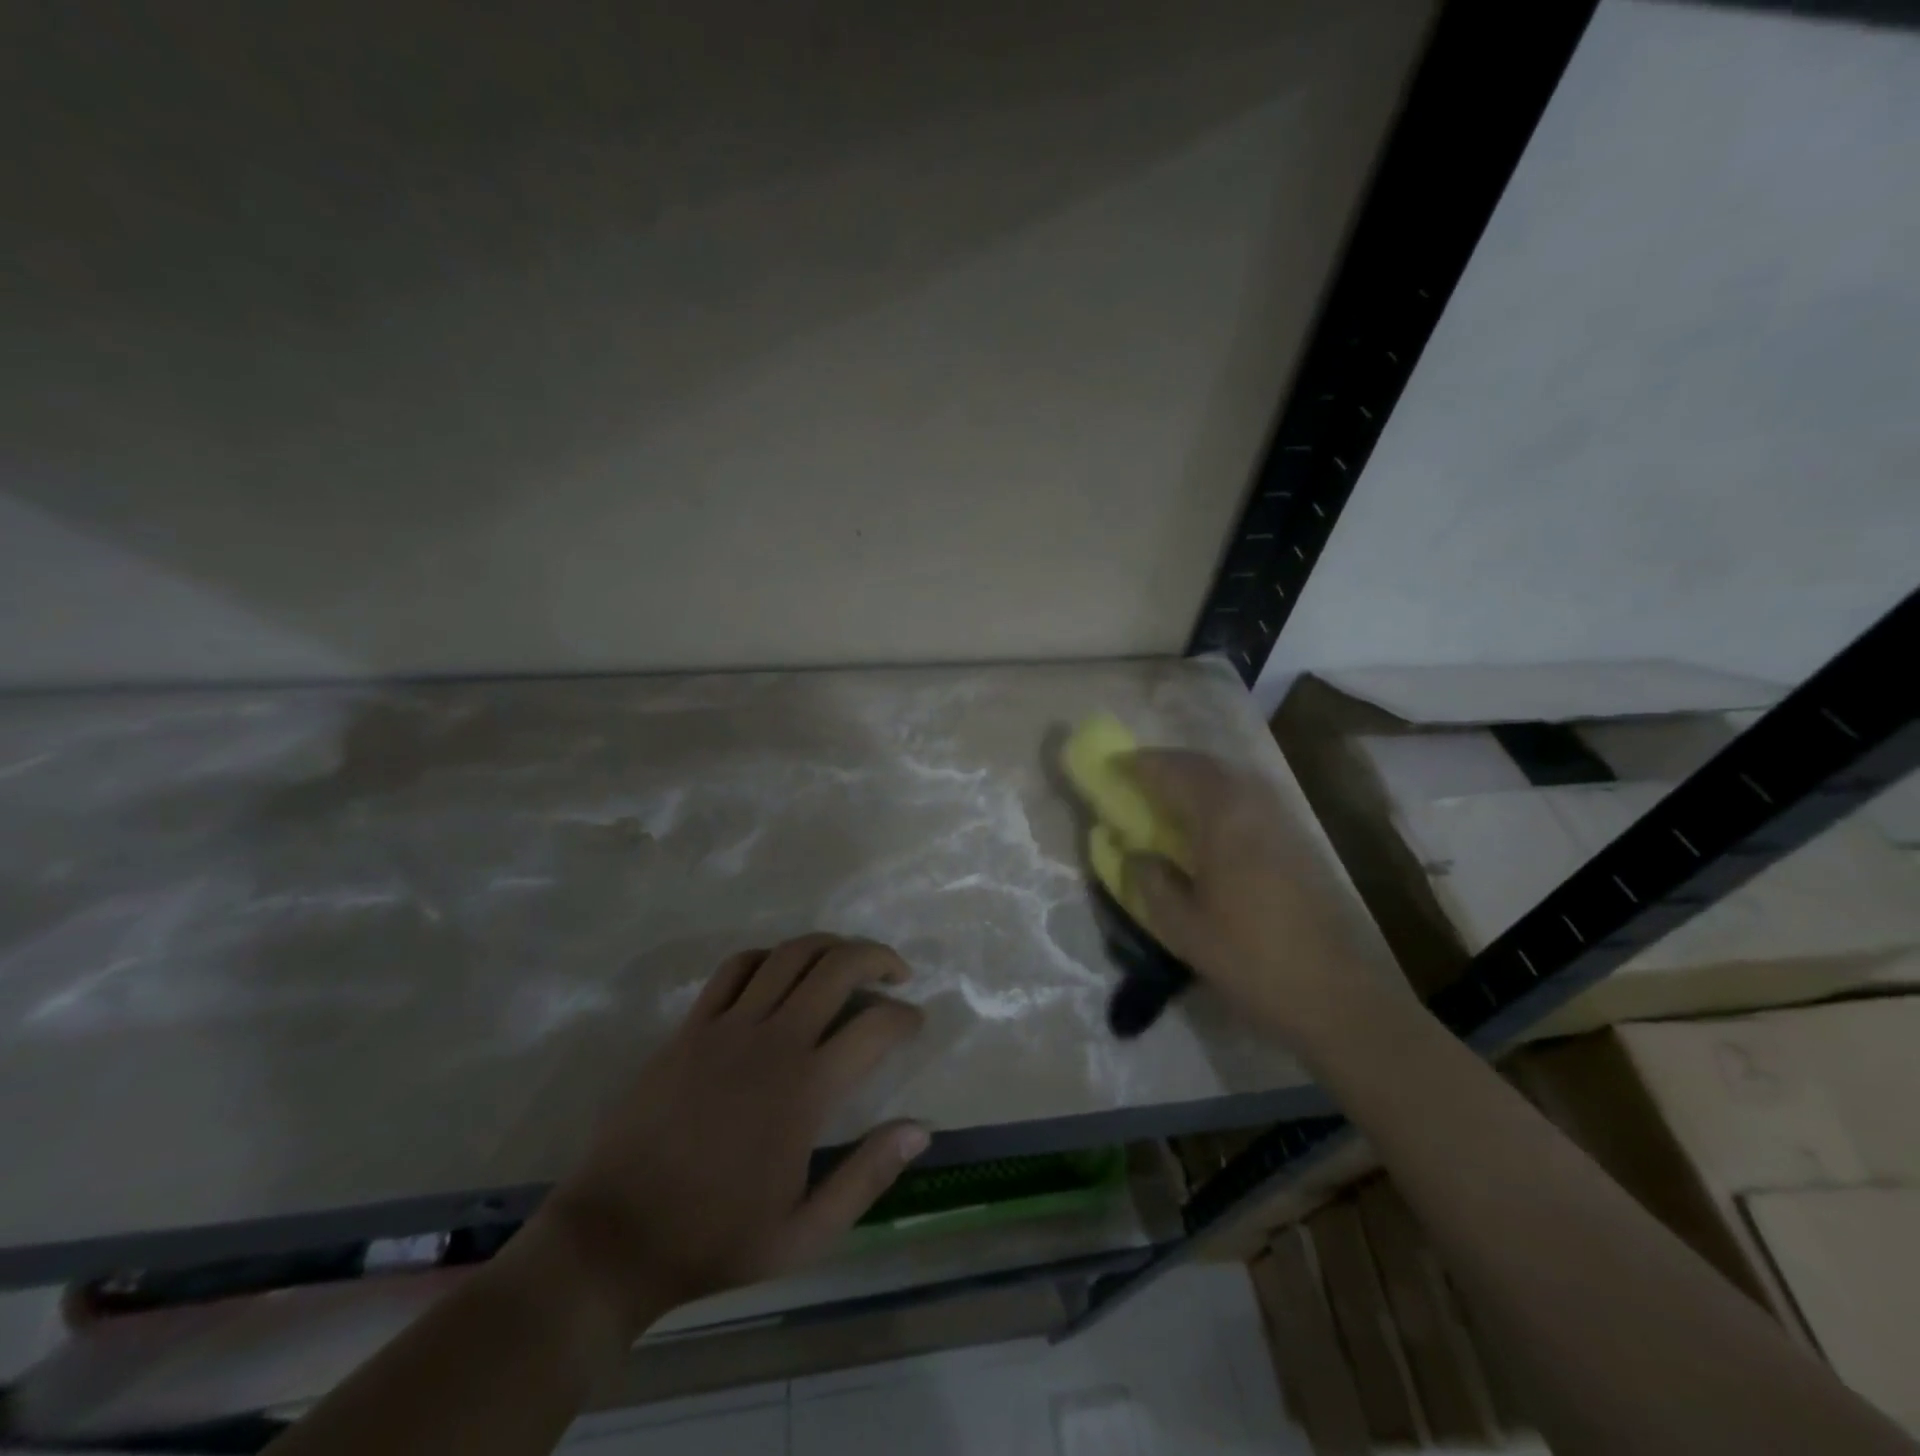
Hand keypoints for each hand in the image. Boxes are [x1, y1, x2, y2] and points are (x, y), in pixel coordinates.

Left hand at [527, 934, 928, 1334]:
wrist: (615, 1238)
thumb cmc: (715, 1239)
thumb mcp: (805, 1233)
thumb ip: (868, 1176)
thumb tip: (921, 1128)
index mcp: (806, 1089)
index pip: (876, 1025)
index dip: (906, 1016)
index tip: (915, 1023)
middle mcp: (772, 1041)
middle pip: (838, 967)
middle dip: (878, 958)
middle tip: (897, 973)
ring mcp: (727, 1027)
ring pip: (790, 955)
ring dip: (830, 946)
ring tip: (848, 961)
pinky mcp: (691, 1027)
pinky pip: (736, 968)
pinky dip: (769, 956)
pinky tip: (782, 970)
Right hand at [1122, 750, 1376, 1049]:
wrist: (1334, 993)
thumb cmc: (1249, 958)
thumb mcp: (1181, 927)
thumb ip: (1151, 882)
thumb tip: (1136, 854)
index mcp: (1221, 819)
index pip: (1173, 773)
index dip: (1139, 765)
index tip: (1111, 766)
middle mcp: (1253, 805)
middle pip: (1205, 765)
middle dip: (1168, 763)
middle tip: (1138, 773)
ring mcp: (1281, 820)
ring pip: (1232, 777)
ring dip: (1196, 775)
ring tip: (1169, 792)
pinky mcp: (1298, 840)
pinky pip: (1249, 797)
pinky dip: (1220, 794)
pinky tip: (1208, 820)